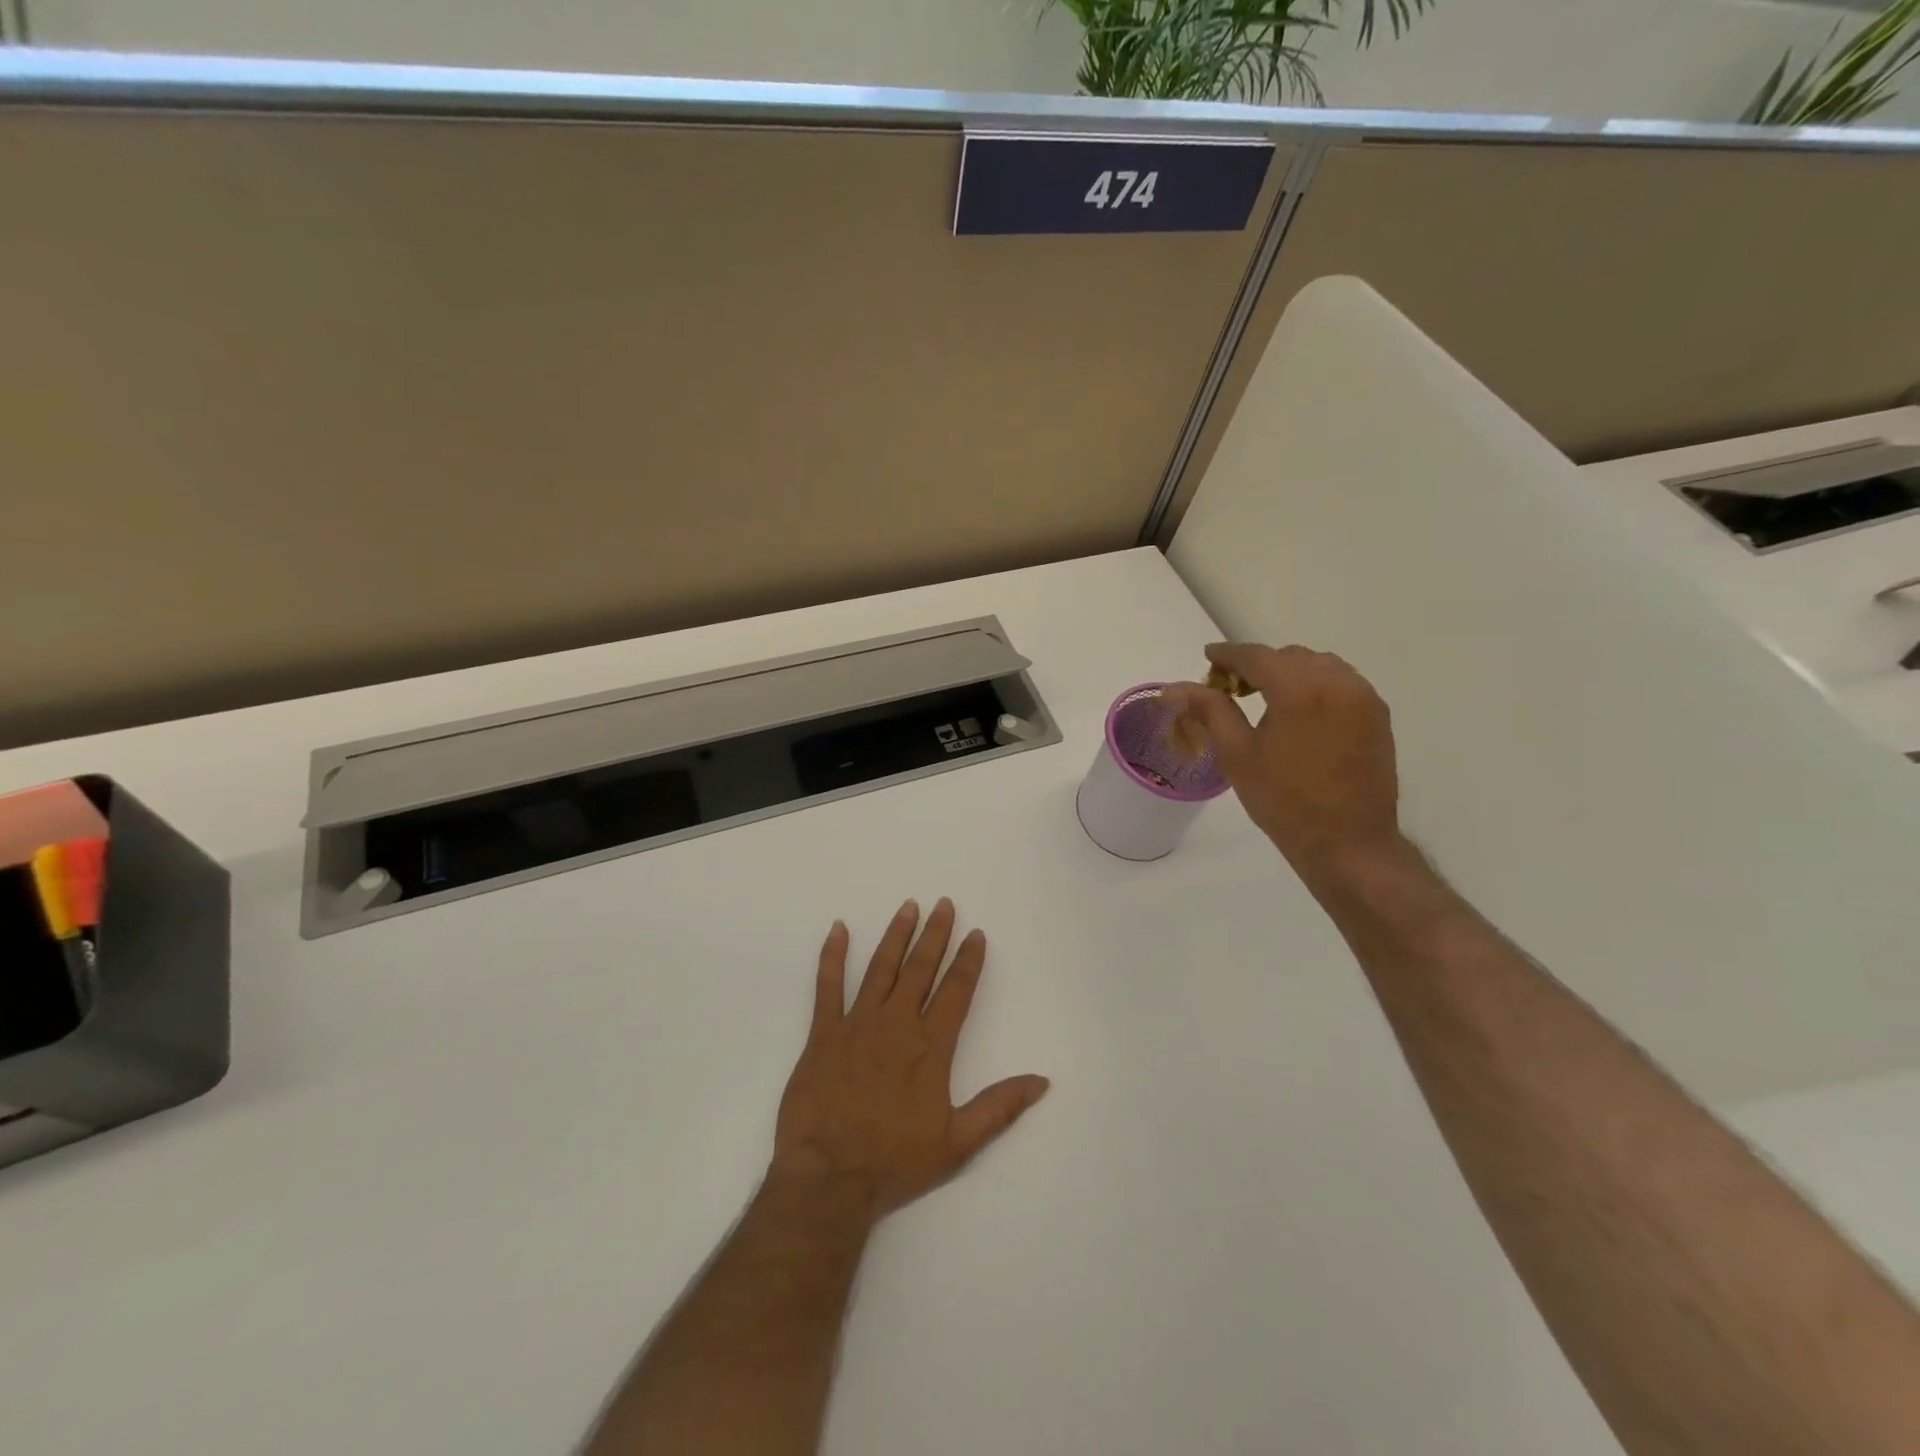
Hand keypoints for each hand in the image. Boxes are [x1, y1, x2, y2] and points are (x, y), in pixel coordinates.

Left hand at [767, 898, 1049, 1228]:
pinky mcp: (823, 1033)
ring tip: (908, 907)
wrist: (829, 1178)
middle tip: (944, 904)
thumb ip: (999, 1107)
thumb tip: (1042, 1081)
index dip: (968, 960)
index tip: (976, 934)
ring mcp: (857, 1024)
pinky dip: (833, 956)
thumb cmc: (894, 1161)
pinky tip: (838, 929)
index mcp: (930, 1047)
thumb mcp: (958, 1142)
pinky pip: (828, 986)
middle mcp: (897, 1024)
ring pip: (881, 968)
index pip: (956, 991)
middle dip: (935, 934)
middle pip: (921, 969)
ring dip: (896, 935)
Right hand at [1166, 643, 1401, 878]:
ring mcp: (1363, 697)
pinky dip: (1315, 685)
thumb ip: (1209, 710)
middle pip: (1289, 657)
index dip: (1228, 655)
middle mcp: (1337, 682)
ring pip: (1318, 666)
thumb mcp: (1237, 754)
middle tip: (1231, 688)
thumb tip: (1175, 687)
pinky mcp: (1378, 715)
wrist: (1347, 843)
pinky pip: (1341, 683)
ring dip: (1289, 673)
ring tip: (1265, 698)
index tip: (1208, 657)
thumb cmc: (1283, 801)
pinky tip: (1299, 711)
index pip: (1256, 656)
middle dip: (1258, 665)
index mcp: (1299, 689)